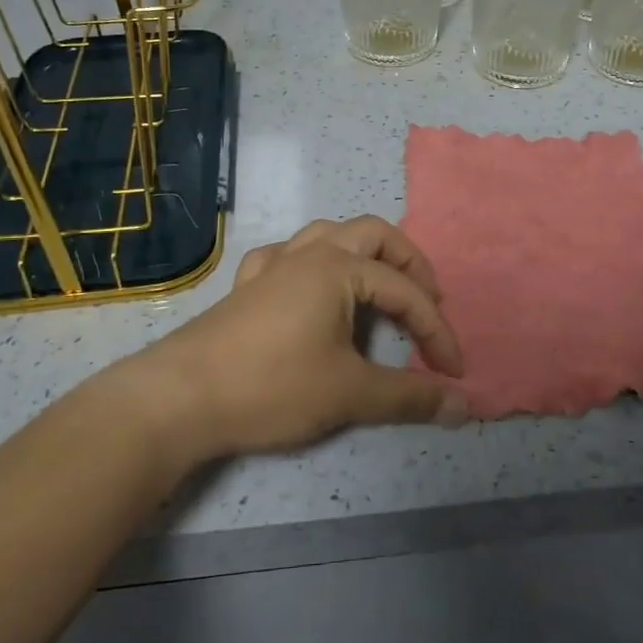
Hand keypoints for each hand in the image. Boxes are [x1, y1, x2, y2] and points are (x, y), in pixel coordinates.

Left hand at [141, 216, 468, 462]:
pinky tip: (309, 287)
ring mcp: (274, 265)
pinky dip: (310, 264)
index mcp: (339, 268)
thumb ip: (409, 397)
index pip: (406, 292)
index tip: (453, 372)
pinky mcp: (247, 285)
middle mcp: (310, 253)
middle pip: (374, 234)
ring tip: (379, 286)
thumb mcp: (349, 393)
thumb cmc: (271, 386)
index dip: (437, 330)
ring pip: (328, 234)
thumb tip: (463, 407)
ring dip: (363, 253)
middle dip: (409, 264)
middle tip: (427, 301)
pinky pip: (286, 256)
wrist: (179, 398)